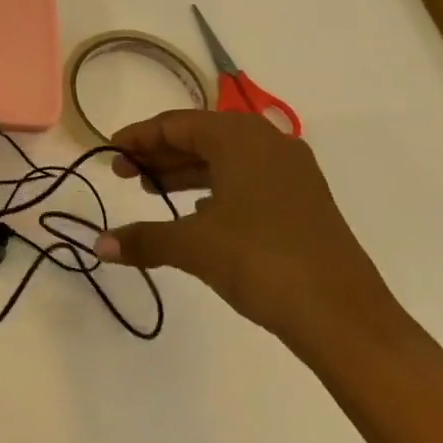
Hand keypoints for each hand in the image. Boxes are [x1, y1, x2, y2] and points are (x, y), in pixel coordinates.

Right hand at [99, 110, 442, 442]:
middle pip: (200, 136)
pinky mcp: (303, 200)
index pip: (176, 123)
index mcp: (240, 137)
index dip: (138, 137)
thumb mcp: (193, 246)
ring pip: (224, 158)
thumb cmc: (262, 262)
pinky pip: (246, 178)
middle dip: (159, 154)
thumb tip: (96, 245)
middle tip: (124, 175)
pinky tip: (197, 211)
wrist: (346, 318)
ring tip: (152, 192)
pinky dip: (215, 187)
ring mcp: (291, 171)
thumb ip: (142, 238)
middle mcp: (267, 142)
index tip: (109, 153)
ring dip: (185, 171)